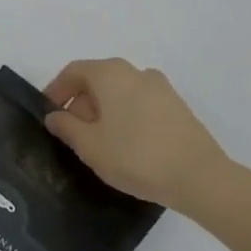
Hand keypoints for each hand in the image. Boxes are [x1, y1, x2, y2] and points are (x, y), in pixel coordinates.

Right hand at [43, 58, 233, 215]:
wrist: (201, 178)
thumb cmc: (136, 156)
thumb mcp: (90, 146)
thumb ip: (66, 127)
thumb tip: (55, 116)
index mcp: (110, 73)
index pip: (73, 72)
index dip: (56, 90)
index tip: (49, 113)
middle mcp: (135, 71)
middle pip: (98, 80)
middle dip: (81, 103)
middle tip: (73, 133)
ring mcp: (161, 88)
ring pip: (121, 92)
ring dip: (105, 111)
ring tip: (101, 143)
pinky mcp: (178, 107)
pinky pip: (141, 104)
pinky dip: (127, 117)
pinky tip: (129, 146)